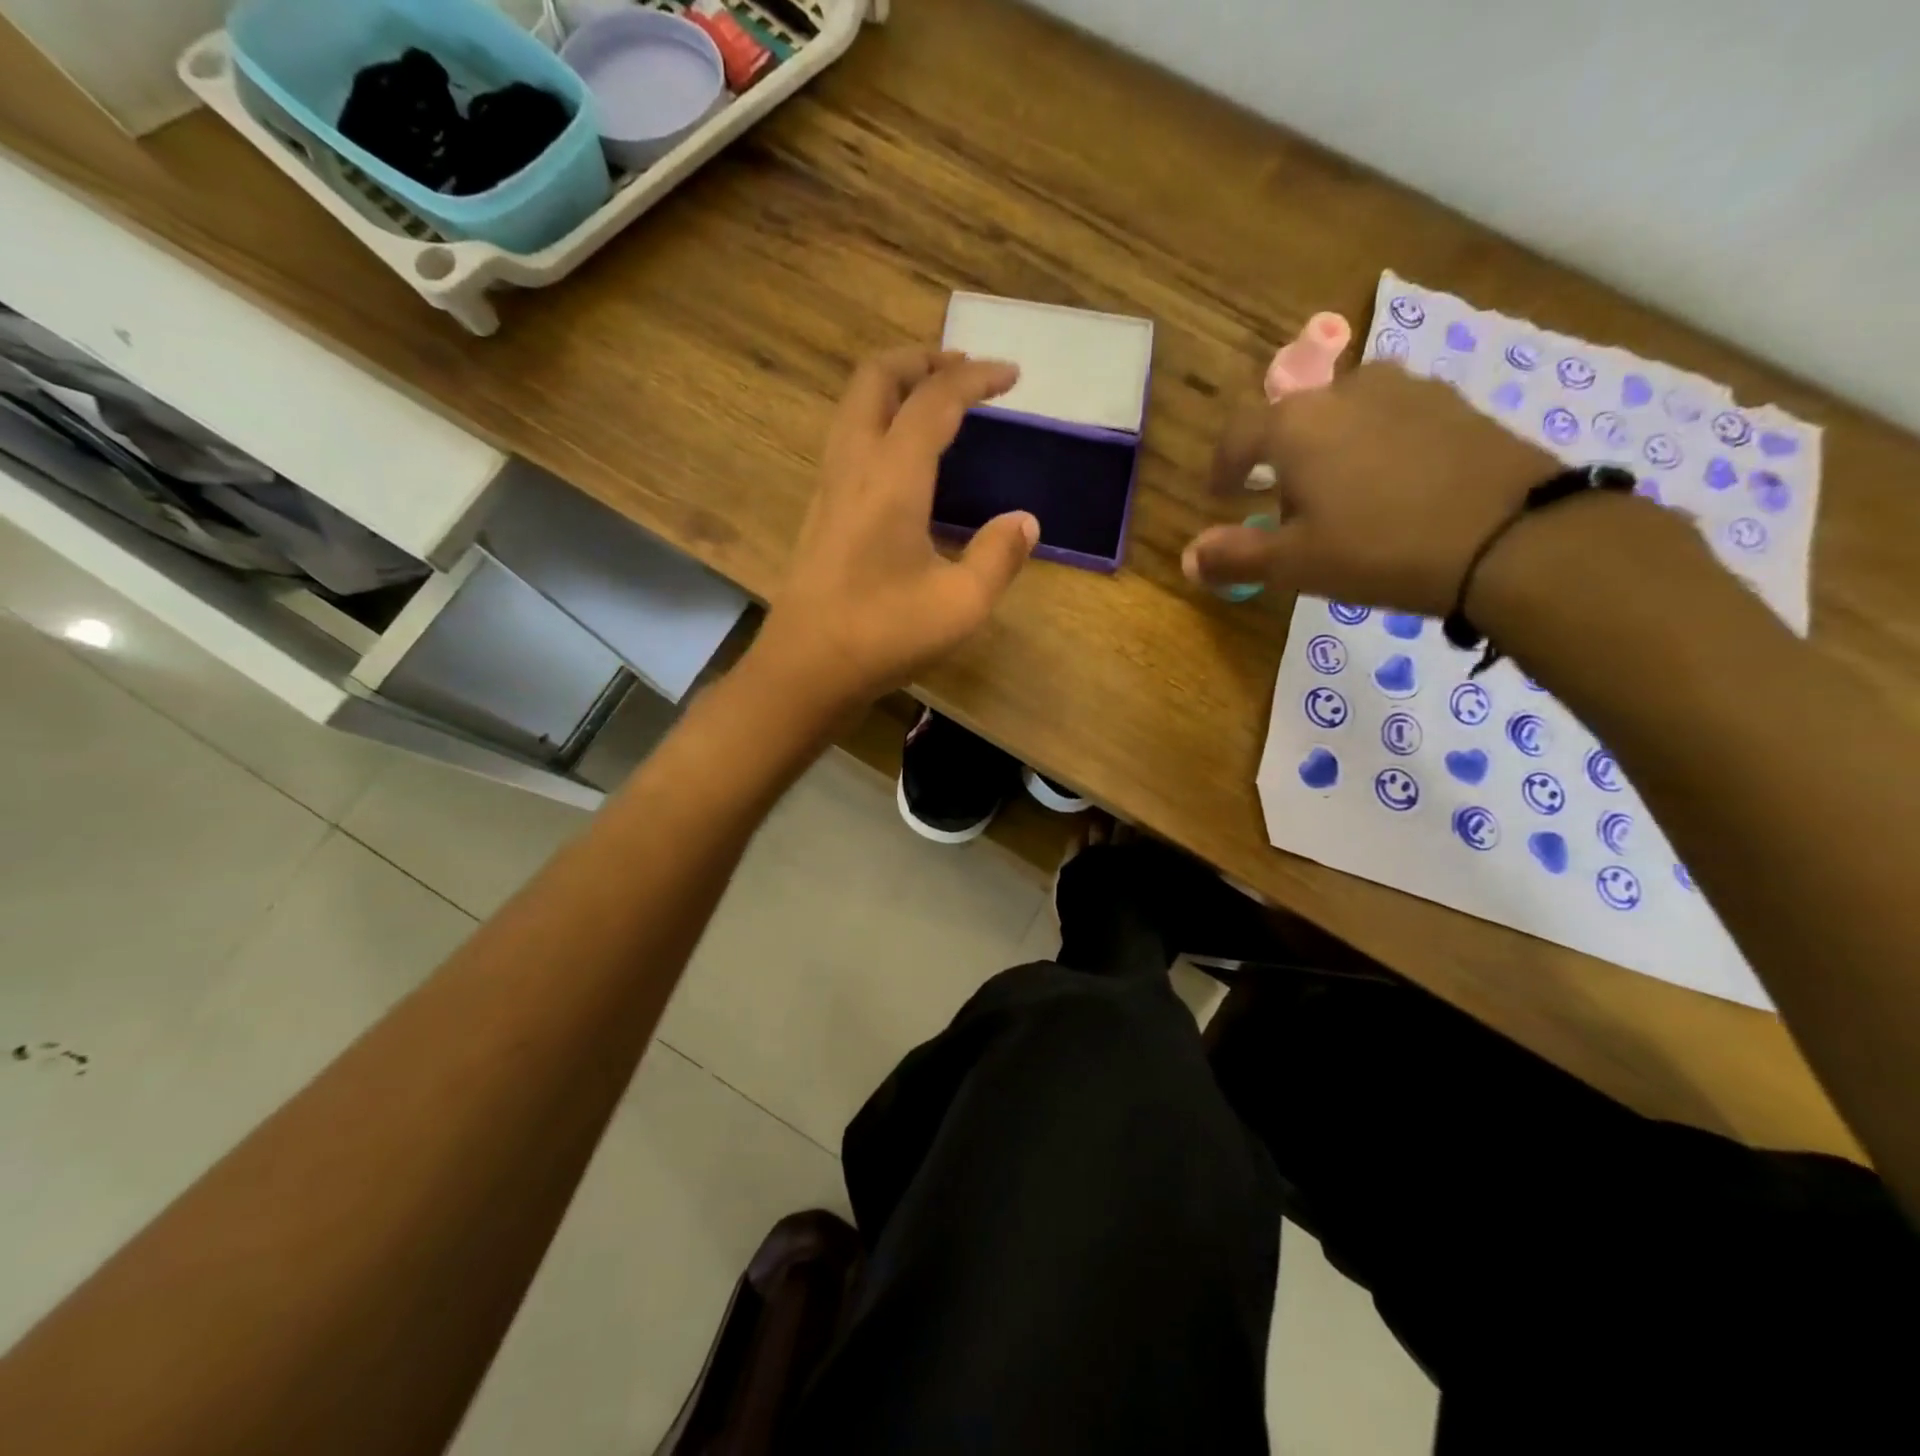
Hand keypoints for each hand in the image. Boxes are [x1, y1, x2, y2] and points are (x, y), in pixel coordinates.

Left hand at [754, 348, 1039, 709]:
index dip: (975, 377)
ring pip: (854, 405)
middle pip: (876, 377)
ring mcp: (828, 486)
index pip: (934, 399)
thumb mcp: (960, 605)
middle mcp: (852, 465)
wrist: (804, 669)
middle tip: (964, 372)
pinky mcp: (819, 511)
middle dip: (923, 359)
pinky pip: (848, 437)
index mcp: (891, 477)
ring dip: (896, 386)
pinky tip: (906, 458)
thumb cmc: (882, 635)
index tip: (1012, 375)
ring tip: (937, 402)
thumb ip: (998, 557)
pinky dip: (881, 420)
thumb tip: (1024, 522)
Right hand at [1183, 363, 1559, 614]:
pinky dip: (1380, 447)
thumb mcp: (1295, 564)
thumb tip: (1188, 557)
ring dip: (1332, 449)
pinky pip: (1395, 420)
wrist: (1513, 537)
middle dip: (1281, 460)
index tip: (1222, 494)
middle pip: (1295, 419)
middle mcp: (1347, 390)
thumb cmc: (1380, 549)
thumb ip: (1236, 556)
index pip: (1239, 433)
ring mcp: (1409, 390)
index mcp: (1296, 425)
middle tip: (1287, 508)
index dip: (1223, 466)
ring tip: (1344, 496)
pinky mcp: (1457, 404)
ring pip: (1348, 415)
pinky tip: (1396, 488)